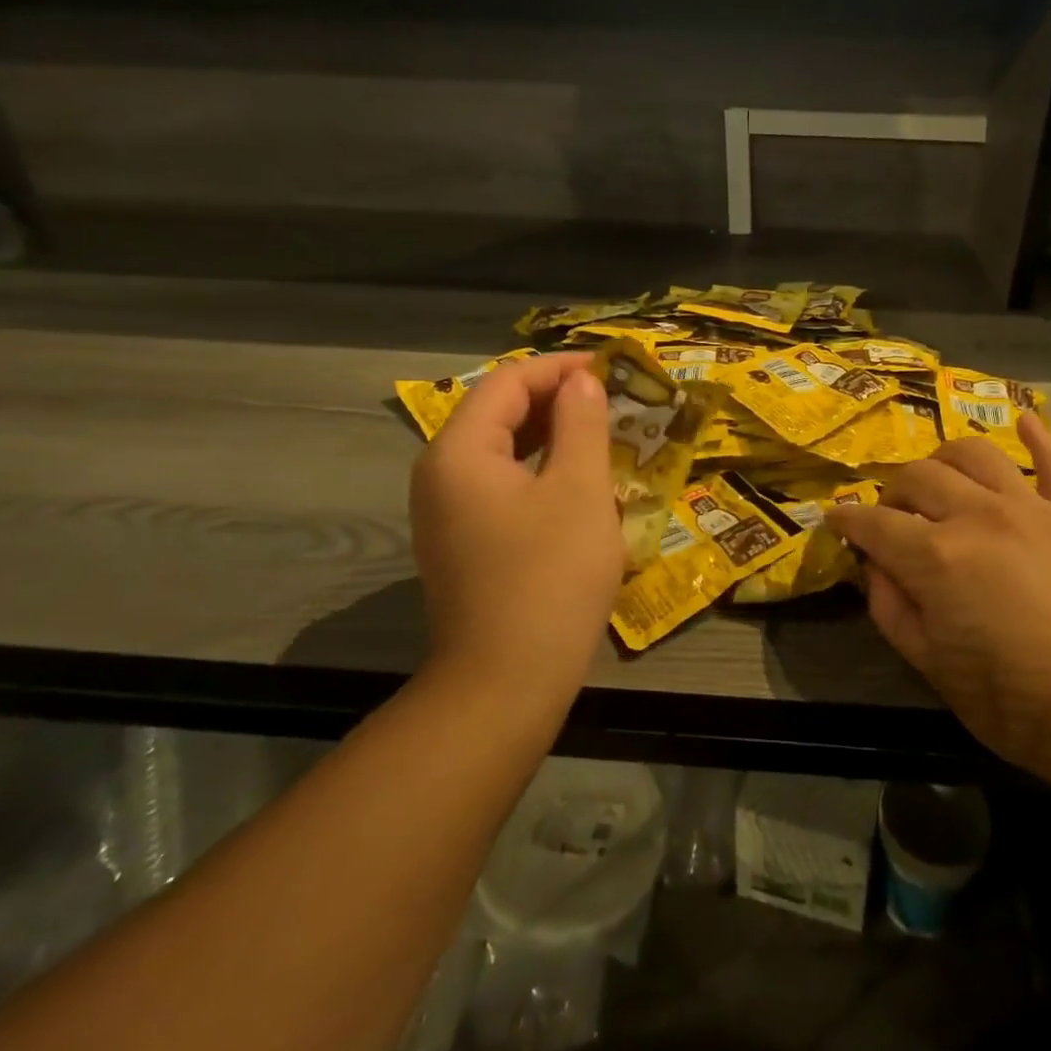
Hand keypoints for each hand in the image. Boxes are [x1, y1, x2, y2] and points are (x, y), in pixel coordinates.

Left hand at [409, 353, 623, 710]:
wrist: (507, 682)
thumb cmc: (550, 576)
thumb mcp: (579, 490)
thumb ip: (581, 423)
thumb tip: (581, 381)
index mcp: (459, 452)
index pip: (506, 383)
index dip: (559, 368)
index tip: (610, 368)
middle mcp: (440, 475)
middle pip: (497, 414)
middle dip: (555, 399)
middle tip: (610, 399)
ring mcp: (446, 513)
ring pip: (500, 452)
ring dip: (549, 435)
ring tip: (600, 432)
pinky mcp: (461, 543)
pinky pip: (499, 486)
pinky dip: (537, 471)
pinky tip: (575, 481)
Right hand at [828, 413, 1050, 777]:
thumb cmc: (1014, 702)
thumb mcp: (930, 666)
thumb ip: (890, 609)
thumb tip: (875, 567)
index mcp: (936, 556)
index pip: (874, 523)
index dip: (847, 520)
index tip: (835, 519)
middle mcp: (977, 515)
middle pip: (917, 478)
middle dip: (892, 495)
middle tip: (892, 521)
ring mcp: (1030, 507)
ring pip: (973, 453)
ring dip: (944, 460)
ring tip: (939, 483)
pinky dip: (1037, 436)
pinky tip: (1022, 420)